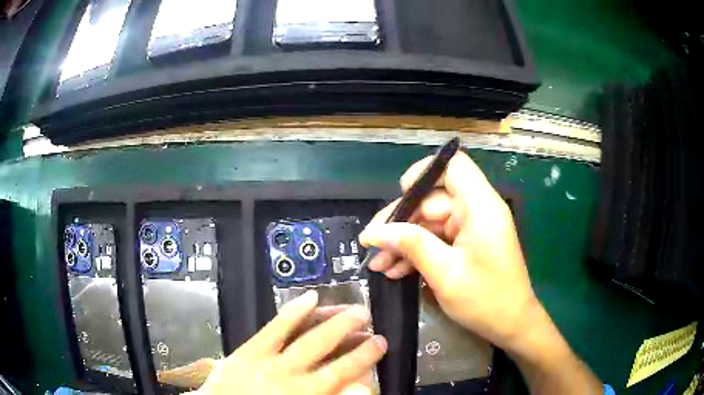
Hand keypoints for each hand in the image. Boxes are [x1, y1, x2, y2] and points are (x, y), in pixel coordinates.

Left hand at [196, 290, 385, 394]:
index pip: (342, 374)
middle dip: (352, 334)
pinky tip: (310, 298)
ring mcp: (268, 362)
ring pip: (307, 338)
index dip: (364, 357)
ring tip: (352, 308)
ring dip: (332, 321)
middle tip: (368, 318)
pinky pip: (273, 329)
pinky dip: (292, 313)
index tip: (379, 343)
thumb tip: (360, 388)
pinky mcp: (248, 351)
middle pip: (328, 352)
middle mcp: (291, 378)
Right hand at [359, 151, 537, 350]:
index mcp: (480, 207)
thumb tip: (374, 232)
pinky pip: (436, 238)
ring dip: (404, 242)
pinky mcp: (467, 243)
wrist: (510, 325)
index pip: (453, 166)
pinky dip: (417, 252)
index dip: (424, 173)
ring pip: (429, 222)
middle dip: (400, 223)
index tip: (400, 197)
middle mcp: (477, 210)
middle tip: (373, 246)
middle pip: (432, 199)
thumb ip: (411, 245)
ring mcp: (471, 227)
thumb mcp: (445, 274)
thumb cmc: (485, 300)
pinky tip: (395, 270)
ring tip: (379, 265)